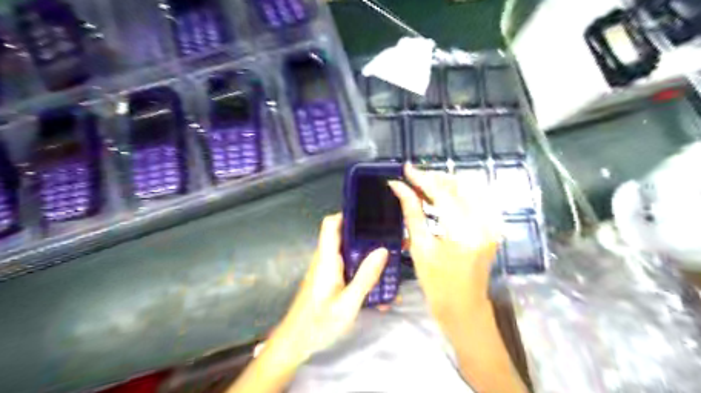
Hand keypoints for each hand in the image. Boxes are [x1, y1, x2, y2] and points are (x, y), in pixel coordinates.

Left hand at [266, 214, 392, 366]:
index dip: (347, 214)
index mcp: (326, 259)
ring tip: (388, 258)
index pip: (331, 224)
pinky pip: (346, 267)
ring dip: (365, 254)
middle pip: (343, 236)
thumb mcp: (347, 303)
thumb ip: (365, 276)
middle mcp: (325, 260)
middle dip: (365, 236)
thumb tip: (382, 250)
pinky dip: (361, 270)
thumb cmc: (319, 324)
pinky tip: (377, 283)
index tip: (369, 215)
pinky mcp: (328, 281)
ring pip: (347, 253)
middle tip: (389, 238)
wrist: (295, 343)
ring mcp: (326, 270)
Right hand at [389, 165, 496, 330]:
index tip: (406, 168)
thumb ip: (412, 212)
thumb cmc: (437, 284)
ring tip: (423, 185)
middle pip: (459, 186)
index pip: (442, 194)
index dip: (422, 178)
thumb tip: (398, 187)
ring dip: (445, 184)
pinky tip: (440, 196)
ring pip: (469, 189)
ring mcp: (492, 224)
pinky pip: (475, 199)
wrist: (464, 307)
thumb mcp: (420, 248)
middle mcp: (484, 224)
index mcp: (464, 233)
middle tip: (413, 178)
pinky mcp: (492, 226)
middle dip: (434, 178)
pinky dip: (457, 193)